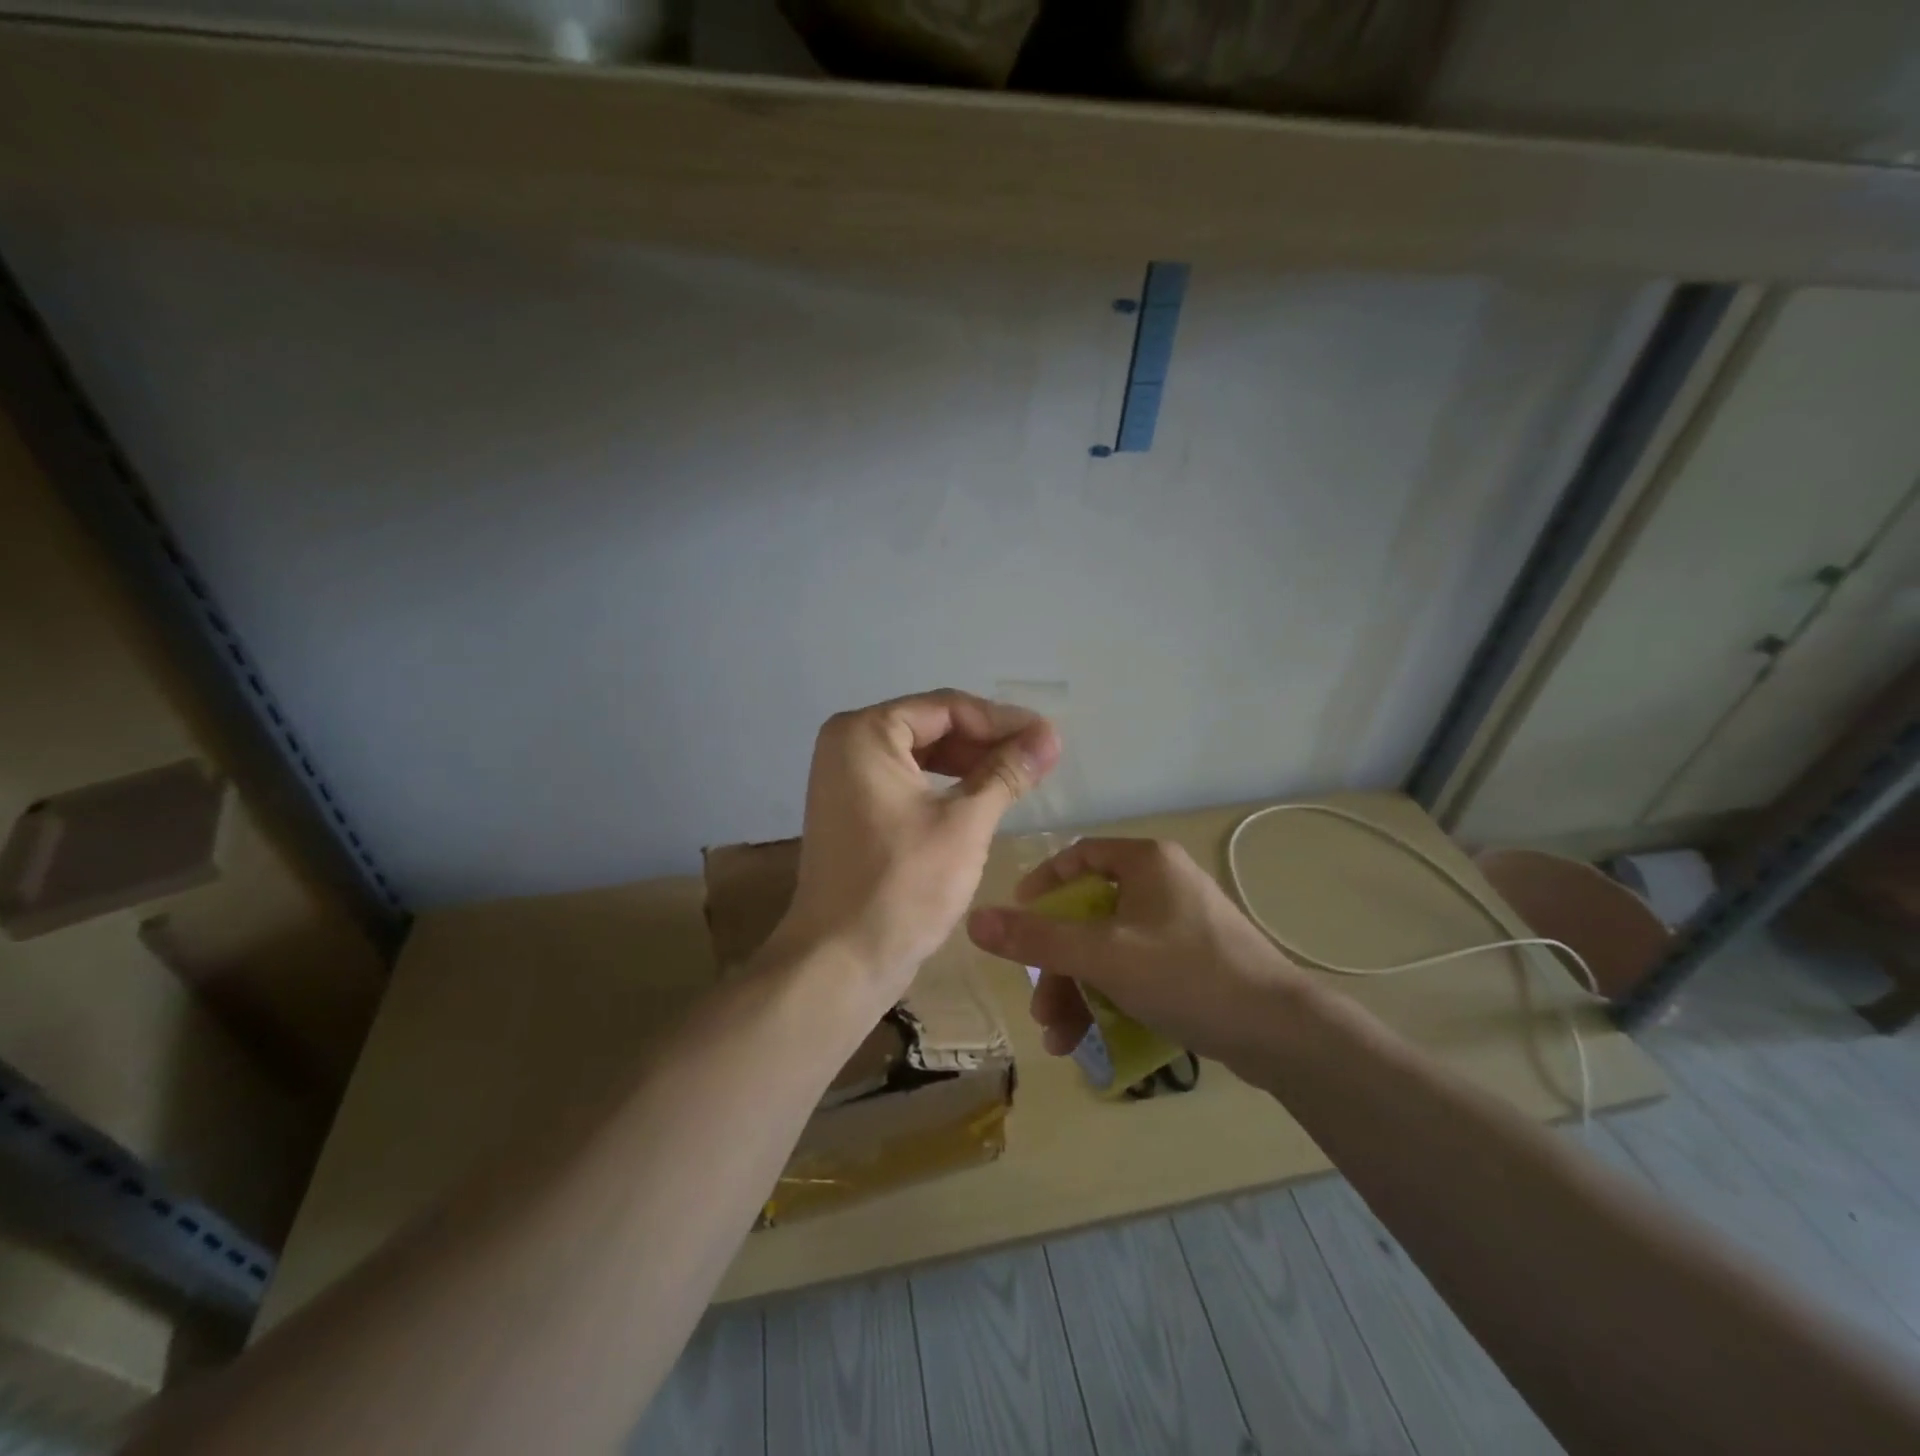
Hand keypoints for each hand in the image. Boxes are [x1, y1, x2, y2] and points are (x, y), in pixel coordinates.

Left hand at [779, 690, 1059, 1006]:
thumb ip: (1007, 772)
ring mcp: (845, 778)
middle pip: (932, 727)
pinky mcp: (853, 809)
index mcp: (864, 733)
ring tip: (1020, 776)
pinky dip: (945, 785)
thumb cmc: (903, 886)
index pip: (947, 709)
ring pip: (921, 754)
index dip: (1003, 721)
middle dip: (987, 741)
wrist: (841, 961)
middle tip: (1039, 757)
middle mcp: (847, 744)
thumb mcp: (965, 823)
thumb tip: (1050, 736)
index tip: (1049, 738)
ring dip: (970, 763)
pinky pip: (907, 781)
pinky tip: (982, 797)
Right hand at [966, 837, 1303, 1071]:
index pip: (1079, 855)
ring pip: (1110, 949)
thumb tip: (974, 920)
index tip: (1016, 918)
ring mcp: (1182, 924)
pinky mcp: (1195, 961)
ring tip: (1060, 1040)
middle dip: (1058, 965)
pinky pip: (1137, 969)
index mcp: (1146, 863)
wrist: (1280, 1032)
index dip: (1042, 883)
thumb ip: (1037, 938)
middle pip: (1090, 915)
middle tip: (1039, 1007)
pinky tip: (1092, 1040)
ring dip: (1079, 992)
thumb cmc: (1186, 974)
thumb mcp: (1103, 955)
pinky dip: (1110, 998)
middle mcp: (1164, 884)